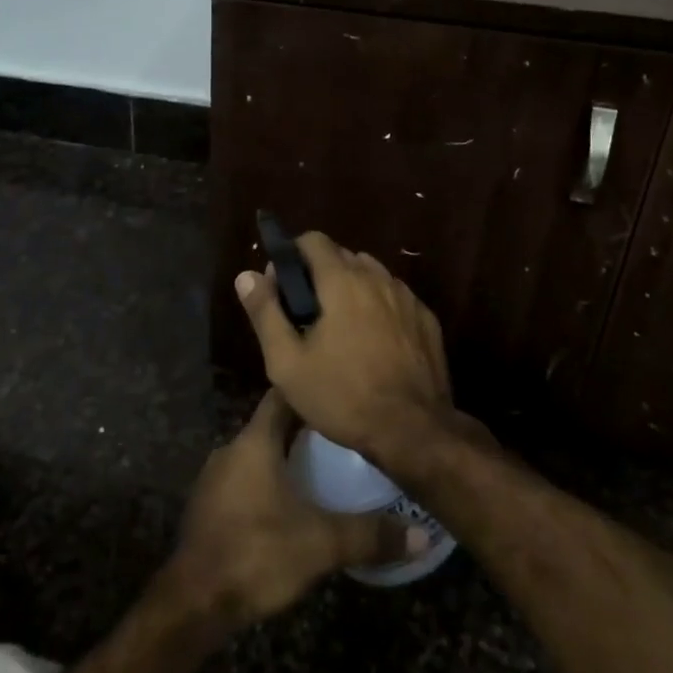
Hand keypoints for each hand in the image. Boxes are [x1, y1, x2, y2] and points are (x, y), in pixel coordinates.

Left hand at [168, 390, 426, 629]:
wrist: (192, 602)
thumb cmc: (256, 553)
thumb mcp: (320, 544)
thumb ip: (368, 535)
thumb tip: (420, 534)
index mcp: (254, 442)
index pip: (281, 397)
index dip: (308, 393)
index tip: (337, 395)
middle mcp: (231, 450)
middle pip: (270, 426)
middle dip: (302, 430)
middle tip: (341, 438)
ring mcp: (215, 479)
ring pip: (256, 456)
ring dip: (283, 459)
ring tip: (321, 471)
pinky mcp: (208, 509)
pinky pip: (244, 482)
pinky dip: (266, 485)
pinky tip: (288, 507)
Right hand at [234, 234, 453, 465]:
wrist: (413, 432)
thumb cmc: (342, 396)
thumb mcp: (288, 363)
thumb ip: (265, 313)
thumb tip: (245, 276)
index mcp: (341, 280)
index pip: (314, 240)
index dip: (293, 254)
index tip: (282, 285)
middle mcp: (377, 277)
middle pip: (342, 256)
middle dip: (320, 274)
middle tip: (306, 313)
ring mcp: (406, 297)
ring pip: (371, 275)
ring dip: (351, 288)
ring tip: (340, 327)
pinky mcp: (426, 319)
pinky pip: (395, 298)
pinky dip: (379, 307)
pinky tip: (374, 341)